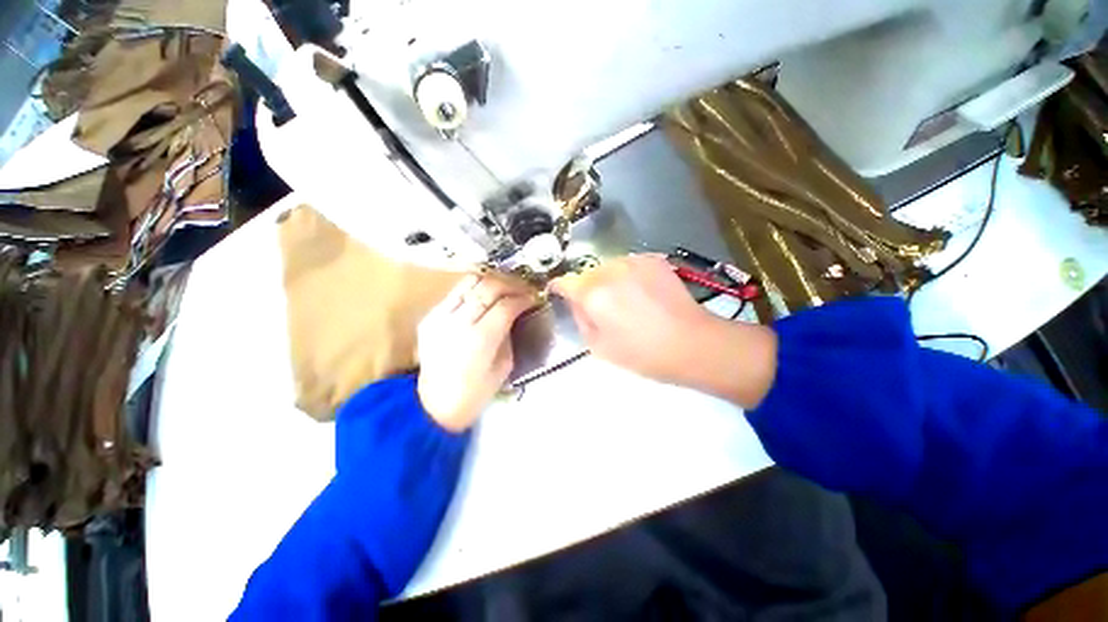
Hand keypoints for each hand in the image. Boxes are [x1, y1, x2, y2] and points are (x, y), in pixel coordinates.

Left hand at [417, 274, 535, 430]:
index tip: (534, 297)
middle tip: (524, 288)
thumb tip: (517, 312)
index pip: (506, 305)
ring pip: (470, 282)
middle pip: (488, 287)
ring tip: (506, 287)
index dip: (523, 297)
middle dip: (511, 284)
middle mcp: (458, 322)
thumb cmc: (476, 392)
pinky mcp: (429, 316)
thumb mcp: (504, 366)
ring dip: (492, 281)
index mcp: (480, 340)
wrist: (434, 405)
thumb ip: (510, 334)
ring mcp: (439, 316)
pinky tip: (485, 296)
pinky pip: (455, 292)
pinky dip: (474, 289)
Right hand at [551, 255, 777, 407]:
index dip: (560, 289)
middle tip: (602, 307)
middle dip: (587, 288)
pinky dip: (628, 276)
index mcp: (592, 294)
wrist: (692, 342)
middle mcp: (609, 270)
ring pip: (608, 268)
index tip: (561, 295)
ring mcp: (633, 261)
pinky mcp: (653, 259)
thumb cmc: (642, 353)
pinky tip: (643, 294)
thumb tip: (575, 302)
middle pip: (586, 274)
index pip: (563, 281)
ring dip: (608, 281)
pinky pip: (628, 265)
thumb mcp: (598, 347)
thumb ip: (580, 320)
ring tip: (626, 301)